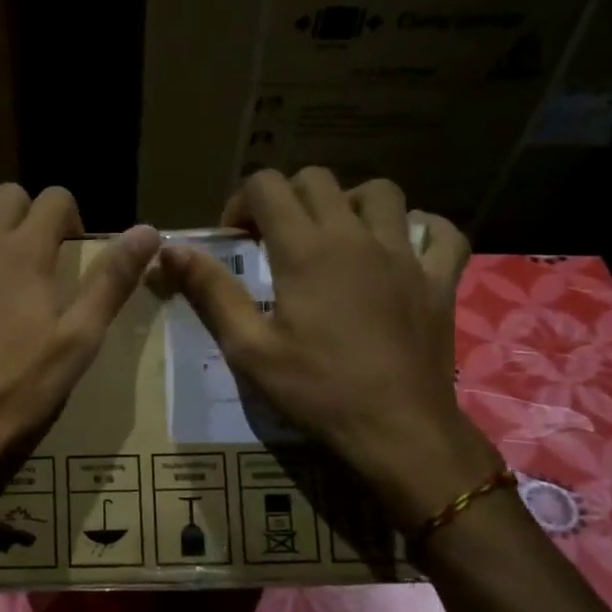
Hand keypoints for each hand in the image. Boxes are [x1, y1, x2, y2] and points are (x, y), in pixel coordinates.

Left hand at [0, 184, 160, 482]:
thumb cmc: (18, 388)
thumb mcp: (79, 339)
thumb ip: (112, 281)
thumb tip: (150, 230)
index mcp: (23, 251)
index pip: (54, 198)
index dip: (69, 216)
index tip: (70, 249)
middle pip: (4, 195)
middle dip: (24, 214)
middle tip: (30, 256)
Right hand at [157, 168, 496, 527]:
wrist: (398, 430)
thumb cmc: (317, 390)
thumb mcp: (249, 347)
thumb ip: (210, 291)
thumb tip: (170, 250)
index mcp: (306, 249)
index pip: (267, 186)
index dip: (241, 202)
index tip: (234, 239)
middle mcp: (355, 236)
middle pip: (318, 180)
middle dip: (286, 198)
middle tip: (274, 239)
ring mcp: (405, 254)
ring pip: (380, 193)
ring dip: (350, 203)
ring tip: (335, 237)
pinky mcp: (439, 279)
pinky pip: (441, 232)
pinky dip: (420, 230)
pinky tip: (404, 248)